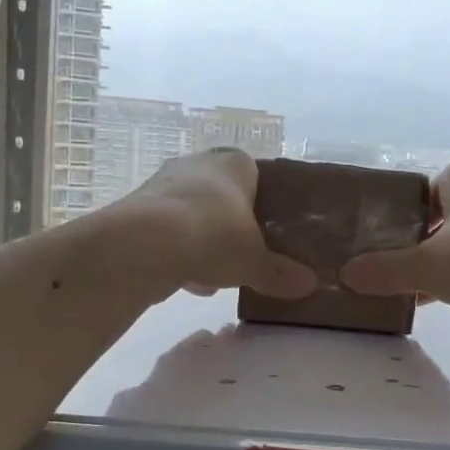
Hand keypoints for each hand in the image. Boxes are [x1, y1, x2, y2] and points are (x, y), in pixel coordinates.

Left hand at [123, 148, 317, 299]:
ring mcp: (163, 185)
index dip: (265, 202)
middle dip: (232, 225)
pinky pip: (168, 233)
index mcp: (234, 164)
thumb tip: (311, 285)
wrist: (145, 244)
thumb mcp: (255, 261)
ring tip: (219, 277)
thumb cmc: (214, 237)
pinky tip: (191, 283)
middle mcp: (197, 165)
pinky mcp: (138, 211)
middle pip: (222, 195)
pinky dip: (180, 255)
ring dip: (205, 242)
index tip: (271, 230)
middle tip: (246, 253)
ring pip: (193, 215)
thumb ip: (280, 273)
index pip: (256, 174)